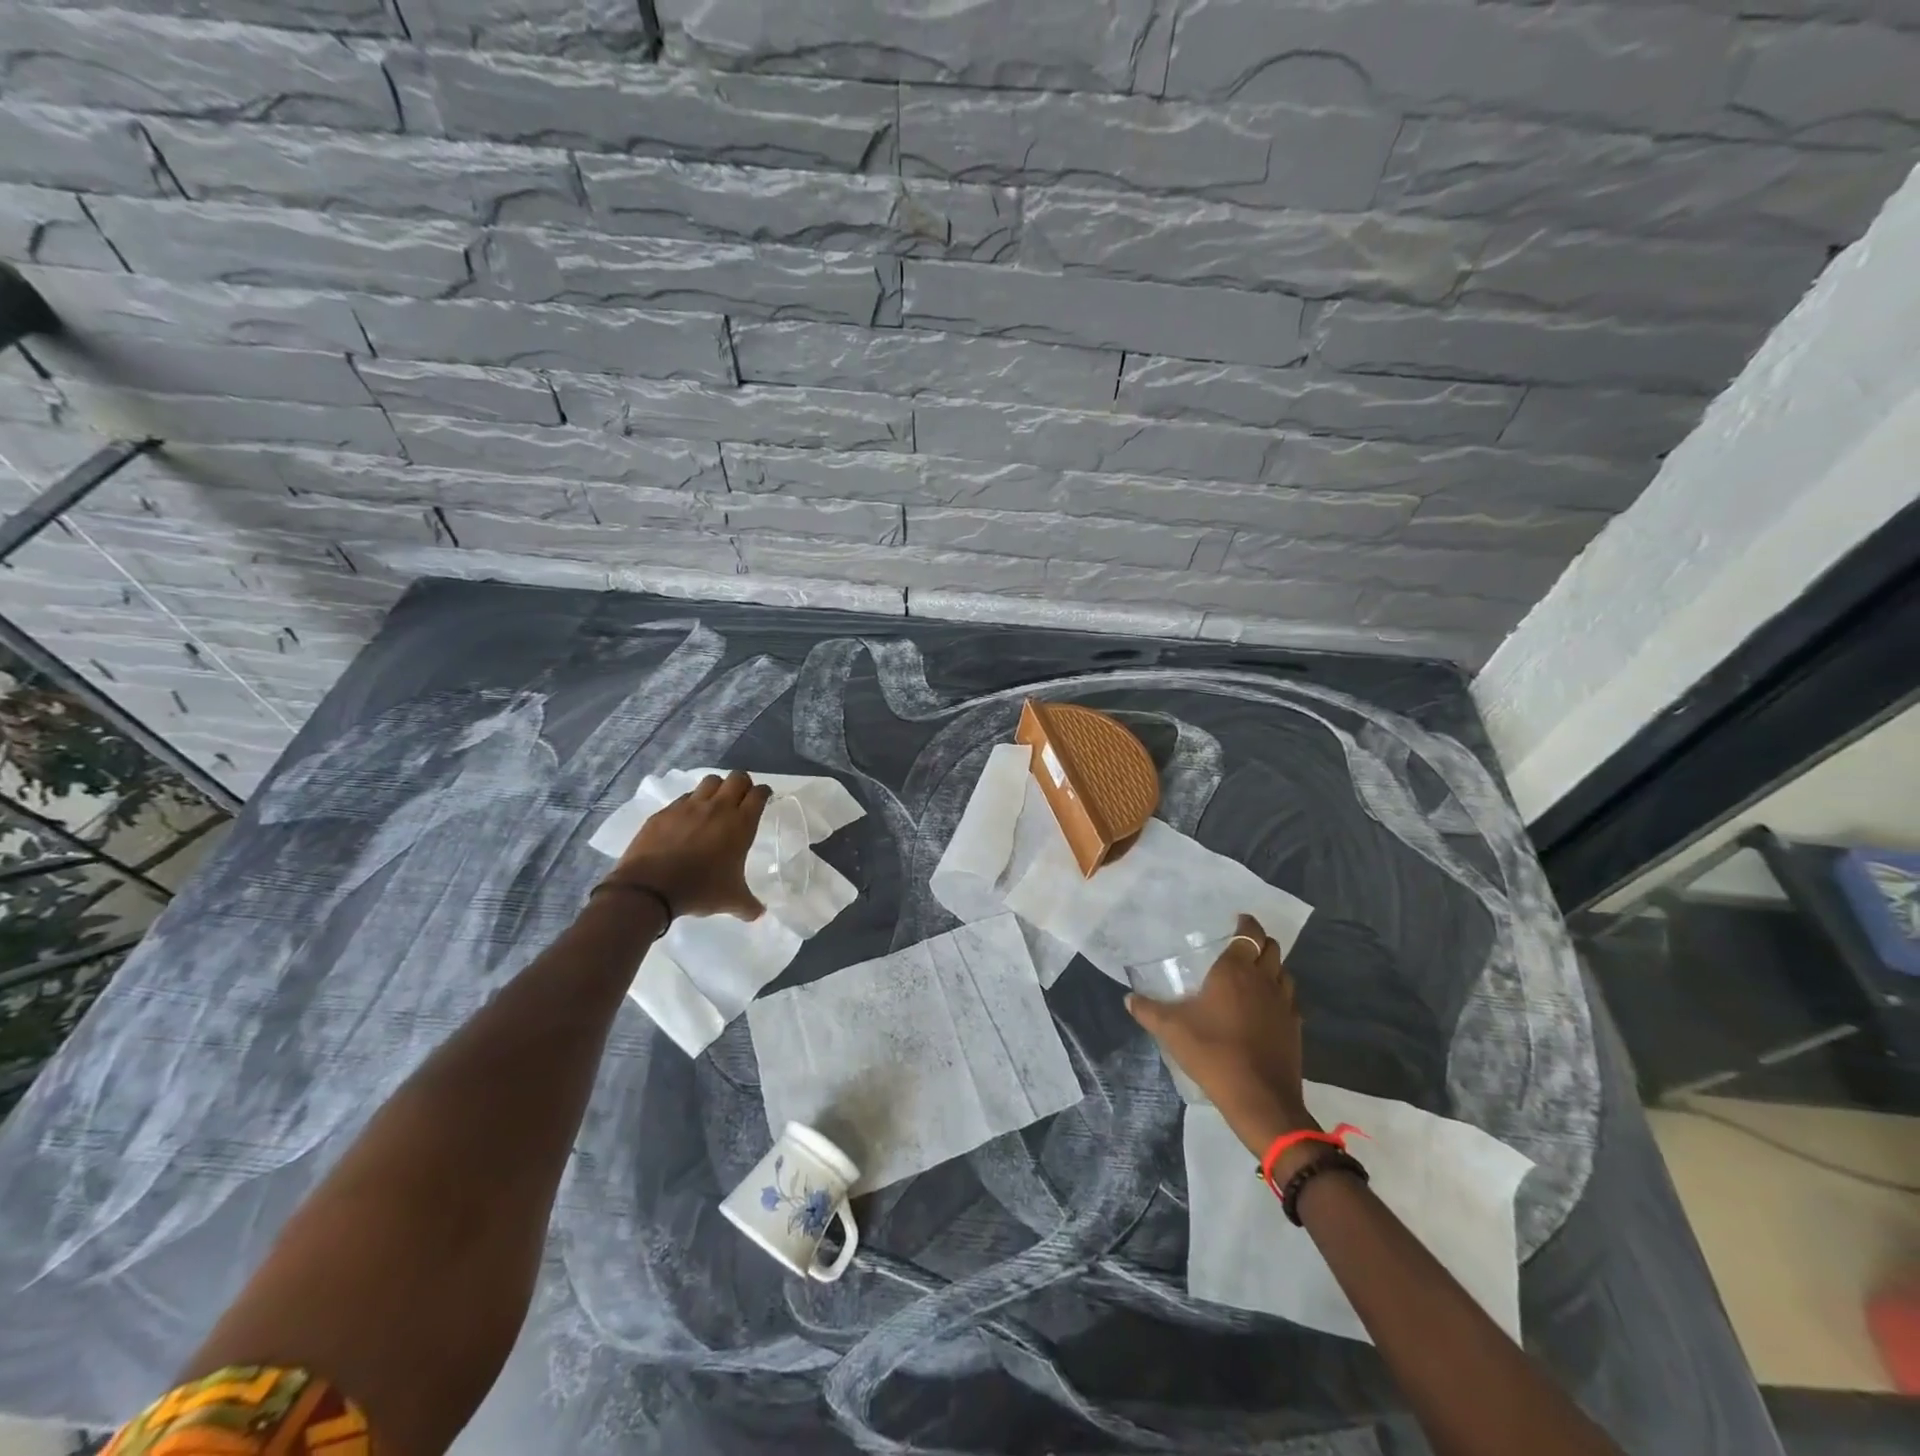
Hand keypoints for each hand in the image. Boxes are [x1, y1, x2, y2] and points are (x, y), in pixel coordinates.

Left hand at [603, 770, 770, 919]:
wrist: (650, 888)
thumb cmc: (700, 889)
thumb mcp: (731, 900)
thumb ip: (749, 905)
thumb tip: (760, 914)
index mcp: (740, 824)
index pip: (759, 794)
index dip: (764, 793)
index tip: (764, 798)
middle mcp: (718, 808)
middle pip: (737, 778)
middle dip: (743, 784)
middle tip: (741, 799)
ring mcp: (689, 806)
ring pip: (710, 781)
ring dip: (717, 788)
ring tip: (715, 804)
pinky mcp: (665, 812)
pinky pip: (683, 798)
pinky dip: (691, 803)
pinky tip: (687, 819)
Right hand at [1126, 913, 1318, 1159]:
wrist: (1260, 1099)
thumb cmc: (1213, 1053)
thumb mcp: (1171, 1030)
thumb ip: (1147, 1010)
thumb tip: (1128, 998)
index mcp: (1235, 971)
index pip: (1249, 933)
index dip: (1245, 923)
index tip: (1236, 920)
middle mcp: (1264, 980)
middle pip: (1271, 947)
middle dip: (1259, 941)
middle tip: (1241, 945)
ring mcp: (1284, 1004)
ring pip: (1284, 972)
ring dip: (1271, 966)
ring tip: (1253, 974)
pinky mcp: (1295, 1028)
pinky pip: (1290, 999)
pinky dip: (1279, 994)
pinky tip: (1264, 1008)